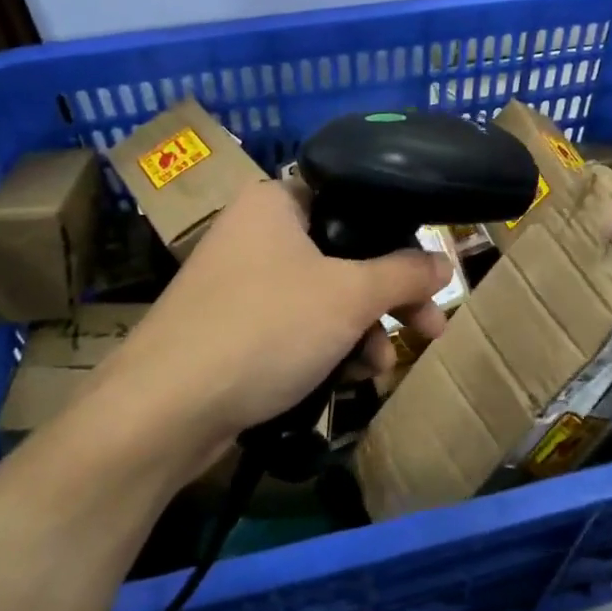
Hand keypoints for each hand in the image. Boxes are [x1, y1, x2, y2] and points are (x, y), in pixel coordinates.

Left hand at [90, 180, 451, 461]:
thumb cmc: (266, 328)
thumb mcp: (350, 296)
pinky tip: (347, 379)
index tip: (427, 273)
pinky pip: (296, 325)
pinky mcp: (233, 328)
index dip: (397, 236)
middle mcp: (256, 233)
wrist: (165, 409)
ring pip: (324, 296)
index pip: (353, 201)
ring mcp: (241, 282)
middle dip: (389, 298)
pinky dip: (326, 347)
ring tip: (381, 367)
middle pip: (344, 255)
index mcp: (276, 202)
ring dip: (361, 330)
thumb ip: (405, 274)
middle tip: (429, 328)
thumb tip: (446, 262)